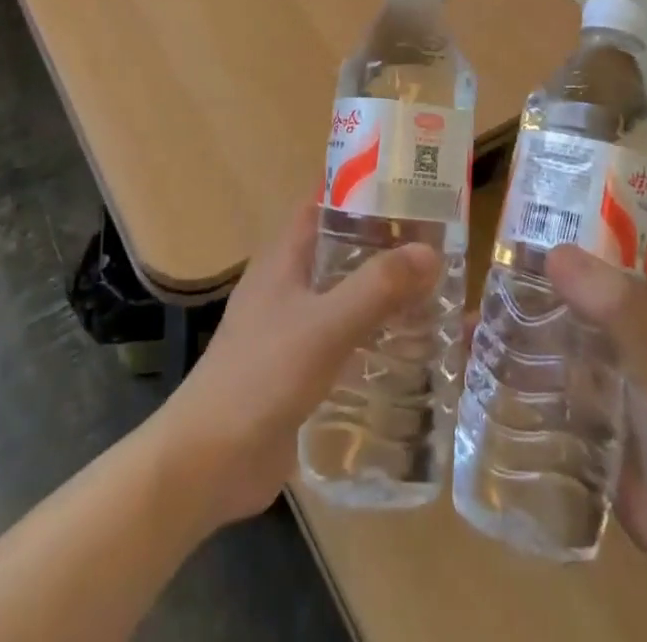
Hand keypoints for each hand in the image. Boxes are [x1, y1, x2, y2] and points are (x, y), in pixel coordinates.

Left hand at [158, 199, 441, 527]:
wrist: (208, 463)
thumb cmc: (261, 376)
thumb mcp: (326, 326)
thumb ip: (377, 288)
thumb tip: (430, 251)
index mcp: (284, 256)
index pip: (324, 201)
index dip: (363, 187)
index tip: (411, 184)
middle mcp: (287, 282)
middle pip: (341, 246)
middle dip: (385, 242)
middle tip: (438, 241)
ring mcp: (291, 326)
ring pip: (344, 292)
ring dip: (382, 290)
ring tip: (435, 290)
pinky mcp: (298, 368)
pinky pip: (343, 336)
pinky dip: (373, 333)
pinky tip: (409, 347)